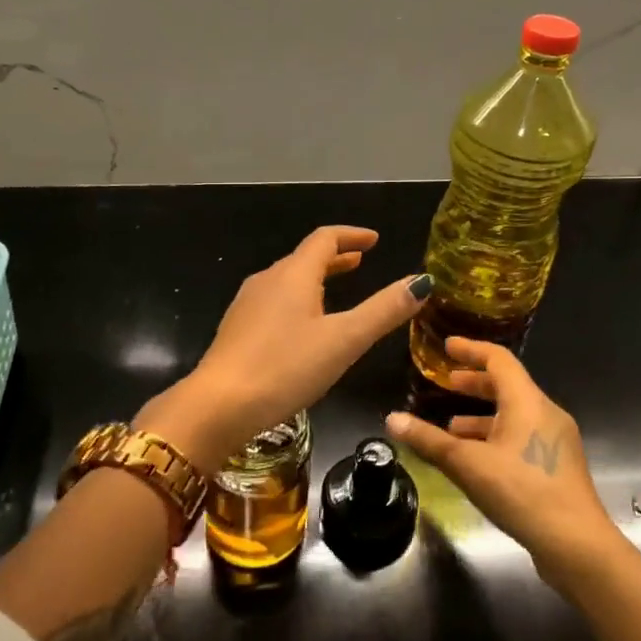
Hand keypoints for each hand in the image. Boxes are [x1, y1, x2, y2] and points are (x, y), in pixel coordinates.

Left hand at [137, 226, 429, 470]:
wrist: (219, 404)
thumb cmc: (286, 367)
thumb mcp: (344, 340)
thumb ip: (383, 311)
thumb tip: (421, 281)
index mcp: (294, 275)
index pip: (325, 239)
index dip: (352, 235)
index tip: (374, 240)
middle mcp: (268, 280)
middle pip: (304, 258)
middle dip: (335, 257)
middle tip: (360, 261)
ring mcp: (247, 304)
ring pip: (287, 280)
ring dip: (315, 278)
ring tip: (336, 289)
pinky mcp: (237, 329)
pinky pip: (273, 301)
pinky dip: (297, 299)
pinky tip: (302, 325)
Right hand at [386, 337, 628, 593]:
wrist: (576, 545)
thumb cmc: (522, 492)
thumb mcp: (468, 464)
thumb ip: (429, 440)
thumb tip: (391, 419)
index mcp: (527, 402)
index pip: (498, 360)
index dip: (471, 350)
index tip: (447, 346)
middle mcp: (545, 414)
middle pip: (507, 386)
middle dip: (474, 384)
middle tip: (445, 383)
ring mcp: (555, 441)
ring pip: (513, 415)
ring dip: (481, 416)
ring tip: (450, 427)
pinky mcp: (557, 467)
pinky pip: (521, 437)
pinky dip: (495, 437)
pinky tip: (476, 459)